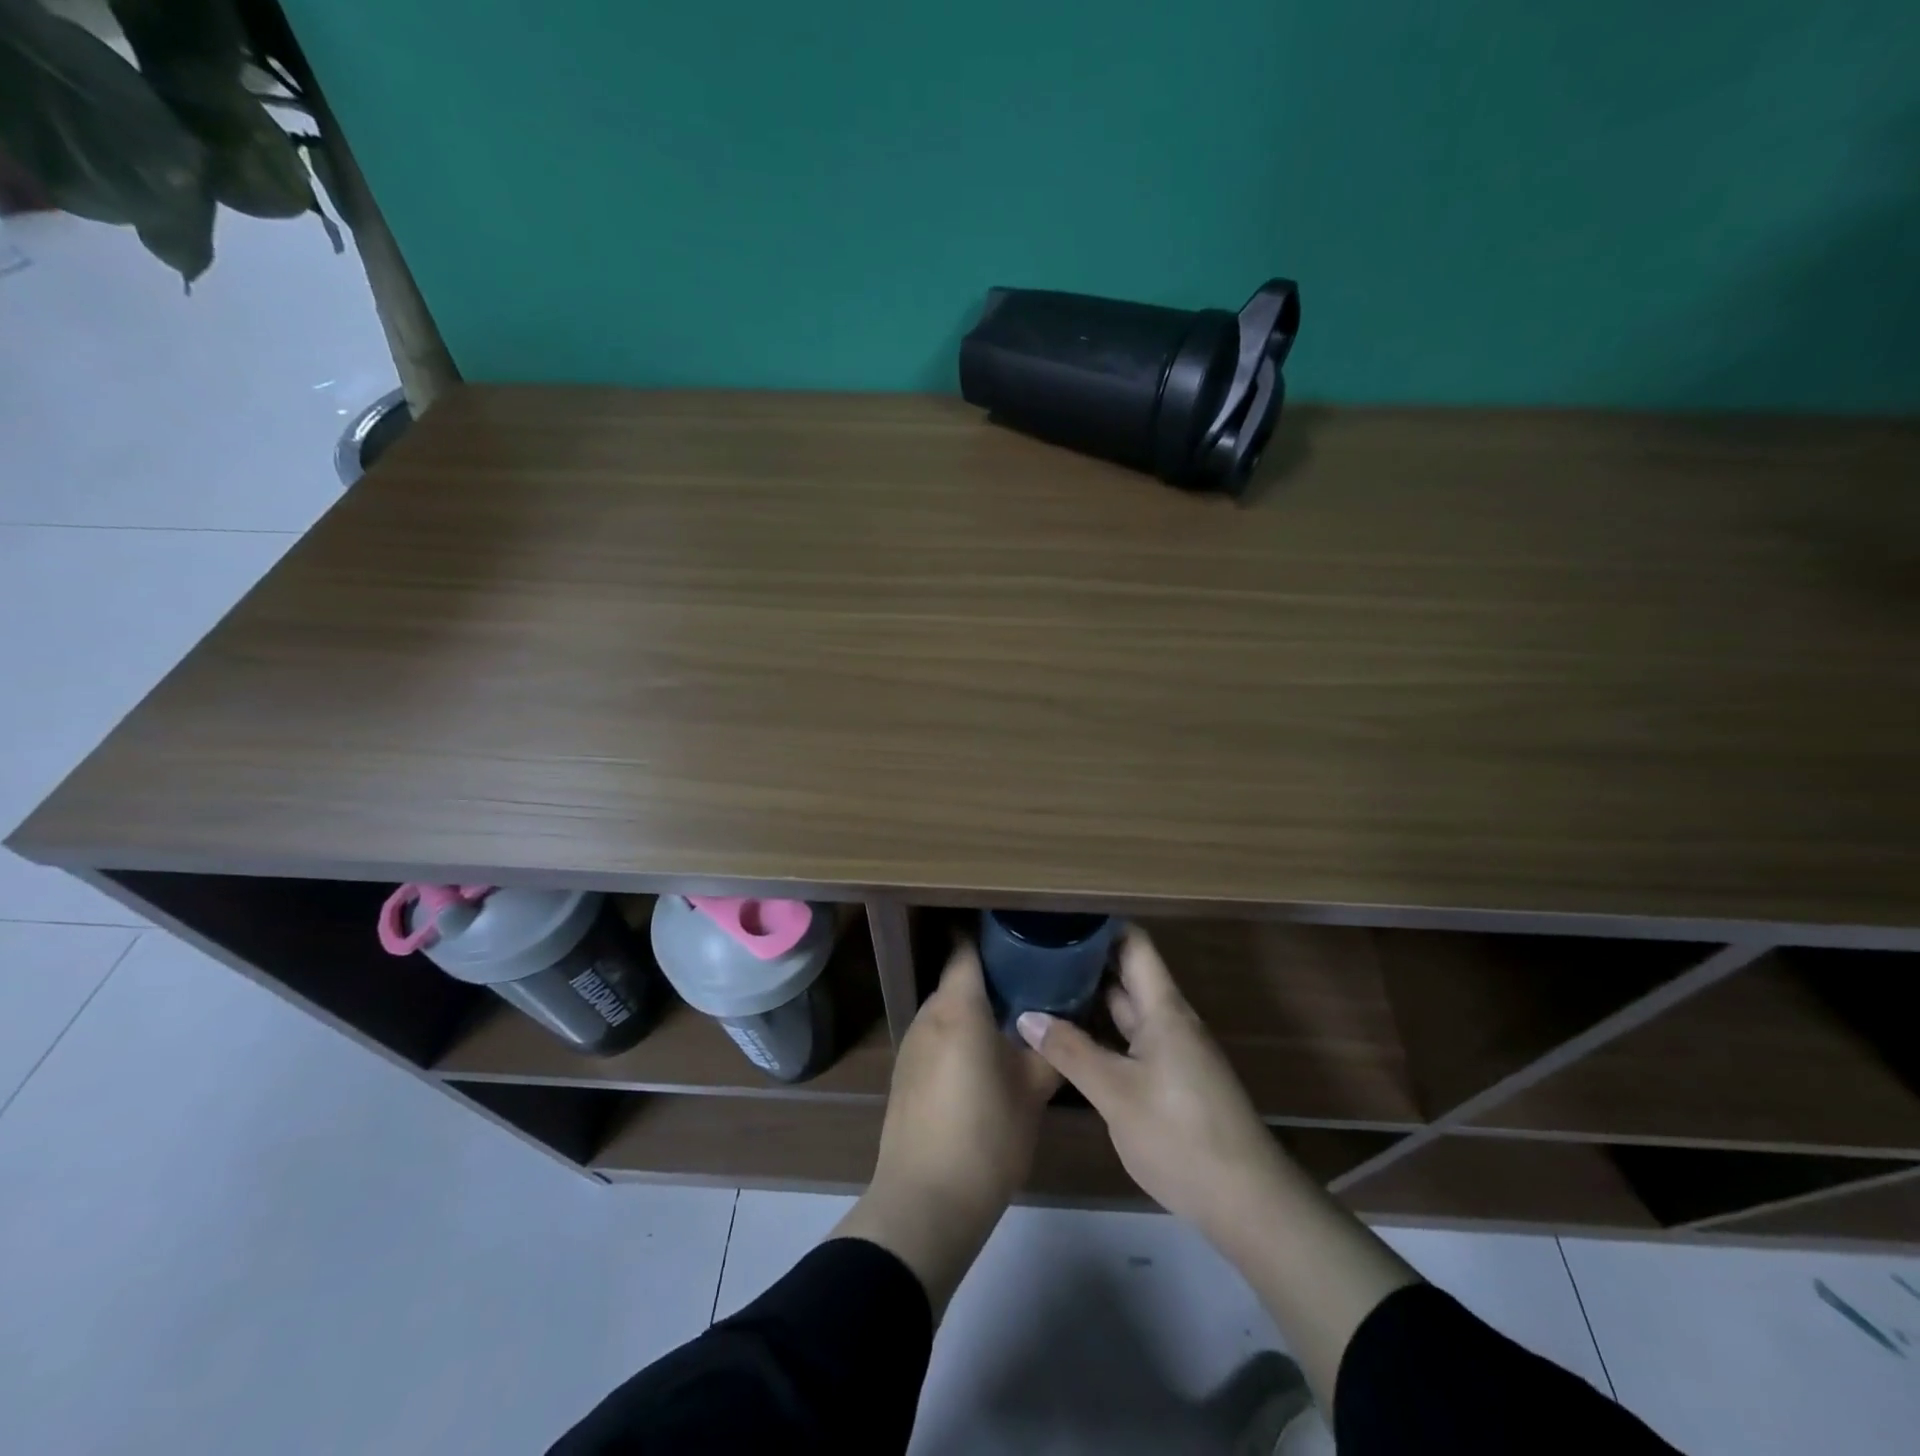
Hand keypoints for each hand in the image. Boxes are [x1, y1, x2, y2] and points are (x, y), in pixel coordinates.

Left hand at [833, 941, 1058, 1312]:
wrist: (926, 1202)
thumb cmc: (986, 1136)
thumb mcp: (1032, 1091)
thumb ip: (1049, 1049)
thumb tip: (1064, 1023)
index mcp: (957, 1007)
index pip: (966, 948)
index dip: (990, 935)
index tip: (1020, 935)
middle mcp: (928, 1014)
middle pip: (958, 978)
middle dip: (991, 976)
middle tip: (1032, 982)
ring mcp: (911, 1044)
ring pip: (947, 1009)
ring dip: (975, 1009)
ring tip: (1014, 1020)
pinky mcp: (905, 1073)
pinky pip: (936, 1036)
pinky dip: (959, 1035)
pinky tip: (984, 1060)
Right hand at [1016, 925, 1283, 1242]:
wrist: (1248, 1203)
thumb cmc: (1181, 1135)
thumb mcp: (1116, 1094)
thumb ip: (1071, 1052)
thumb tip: (1026, 1015)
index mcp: (1164, 1009)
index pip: (1133, 944)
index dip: (1100, 926)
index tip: (1060, 918)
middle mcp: (1170, 1021)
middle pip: (1127, 975)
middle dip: (1085, 962)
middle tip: (1035, 954)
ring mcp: (1172, 1052)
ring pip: (1127, 1012)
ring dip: (1090, 1000)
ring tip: (1042, 989)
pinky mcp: (1171, 1081)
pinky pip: (1131, 1042)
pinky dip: (1101, 1034)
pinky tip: (1070, 1041)